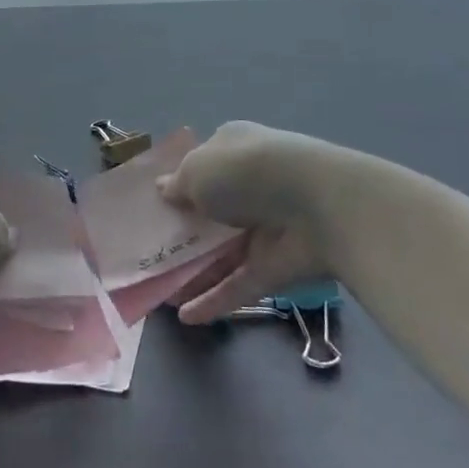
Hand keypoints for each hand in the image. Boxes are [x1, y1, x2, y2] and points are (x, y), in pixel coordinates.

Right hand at [158, 122, 344, 324]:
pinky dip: (214, 301)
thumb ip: (178, 184)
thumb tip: (164, 190)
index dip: (179, 184)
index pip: (204, 165)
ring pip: (223, 253)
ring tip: (159, 292)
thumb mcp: (198, 169)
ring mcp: (265, 229)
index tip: (153, 207)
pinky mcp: (275, 267)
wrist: (320, 205)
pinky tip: (186, 318)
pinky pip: (239, 285)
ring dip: (194, 271)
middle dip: (183, 231)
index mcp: (233, 149)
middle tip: (148, 252)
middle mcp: (250, 186)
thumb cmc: (247, 171)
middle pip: (211, 212)